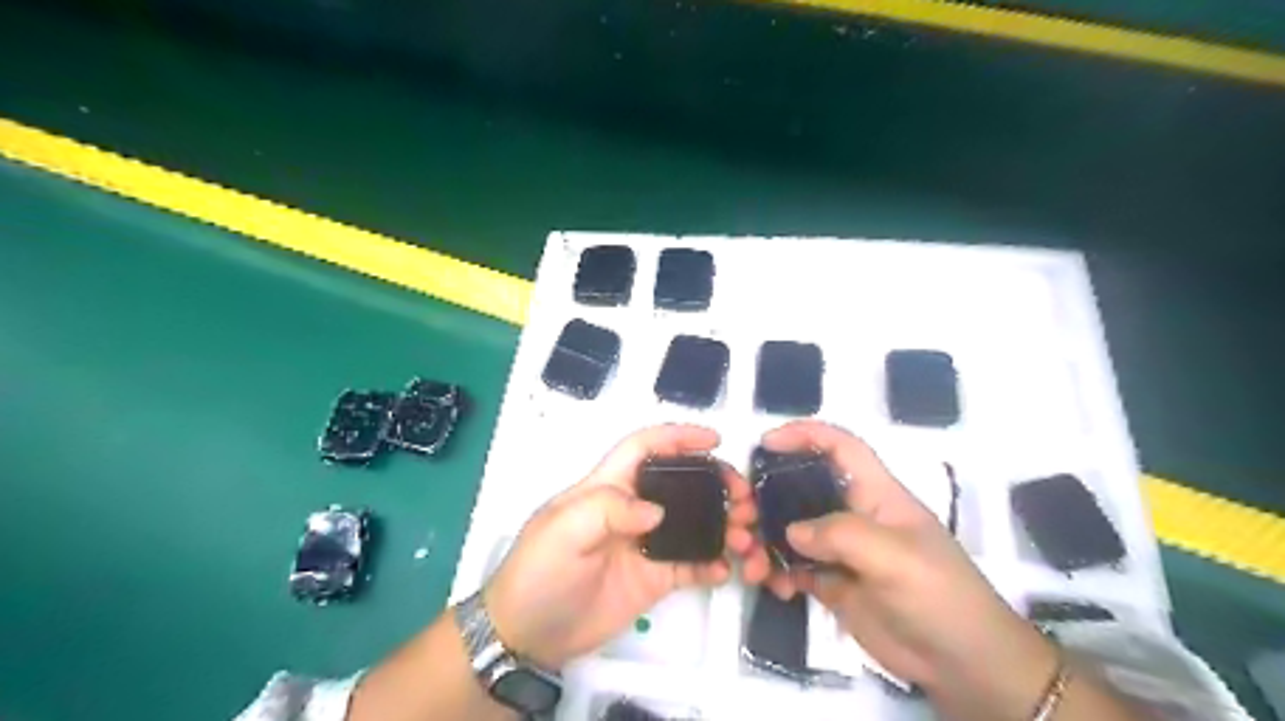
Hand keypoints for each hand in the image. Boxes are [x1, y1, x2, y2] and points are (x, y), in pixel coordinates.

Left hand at [489, 422, 767, 669]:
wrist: (527, 635)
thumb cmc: (538, 572)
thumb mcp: (561, 532)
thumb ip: (606, 511)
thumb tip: (657, 511)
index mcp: (608, 488)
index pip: (644, 448)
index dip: (677, 437)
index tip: (715, 440)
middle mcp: (633, 510)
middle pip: (681, 483)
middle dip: (716, 482)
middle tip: (743, 498)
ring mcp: (646, 545)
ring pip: (695, 523)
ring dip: (724, 524)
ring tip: (745, 536)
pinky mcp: (655, 579)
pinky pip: (692, 565)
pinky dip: (714, 564)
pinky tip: (727, 570)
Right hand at [760, 419, 1054, 718]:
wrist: (964, 664)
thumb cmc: (939, 596)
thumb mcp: (895, 558)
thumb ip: (841, 535)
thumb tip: (792, 532)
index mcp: (876, 494)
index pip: (840, 447)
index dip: (805, 435)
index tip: (766, 443)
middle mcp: (855, 514)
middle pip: (803, 487)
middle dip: (769, 496)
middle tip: (742, 516)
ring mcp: (843, 550)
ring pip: (792, 531)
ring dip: (767, 542)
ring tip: (752, 563)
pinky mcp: (835, 583)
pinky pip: (795, 567)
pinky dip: (779, 573)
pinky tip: (776, 587)